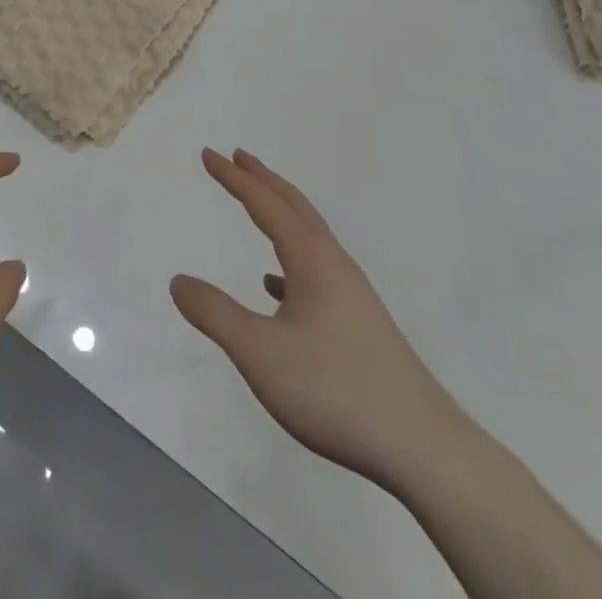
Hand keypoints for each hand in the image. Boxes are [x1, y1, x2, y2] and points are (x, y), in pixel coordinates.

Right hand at [171, 149, 473, 495]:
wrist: (423, 448)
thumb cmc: (335, 390)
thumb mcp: (260, 353)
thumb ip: (215, 314)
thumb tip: (178, 281)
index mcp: (311, 259)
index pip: (264, 204)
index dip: (234, 178)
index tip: (208, 154)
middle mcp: (334, 265)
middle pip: (294, 207)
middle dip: (263, 179)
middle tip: (238, 157)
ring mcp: (352, 294)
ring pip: (309, 237)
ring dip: (280, 213)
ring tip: (257, 206)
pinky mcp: (361, 324)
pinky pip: (317, 271)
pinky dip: (290, 259)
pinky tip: (277, 286)